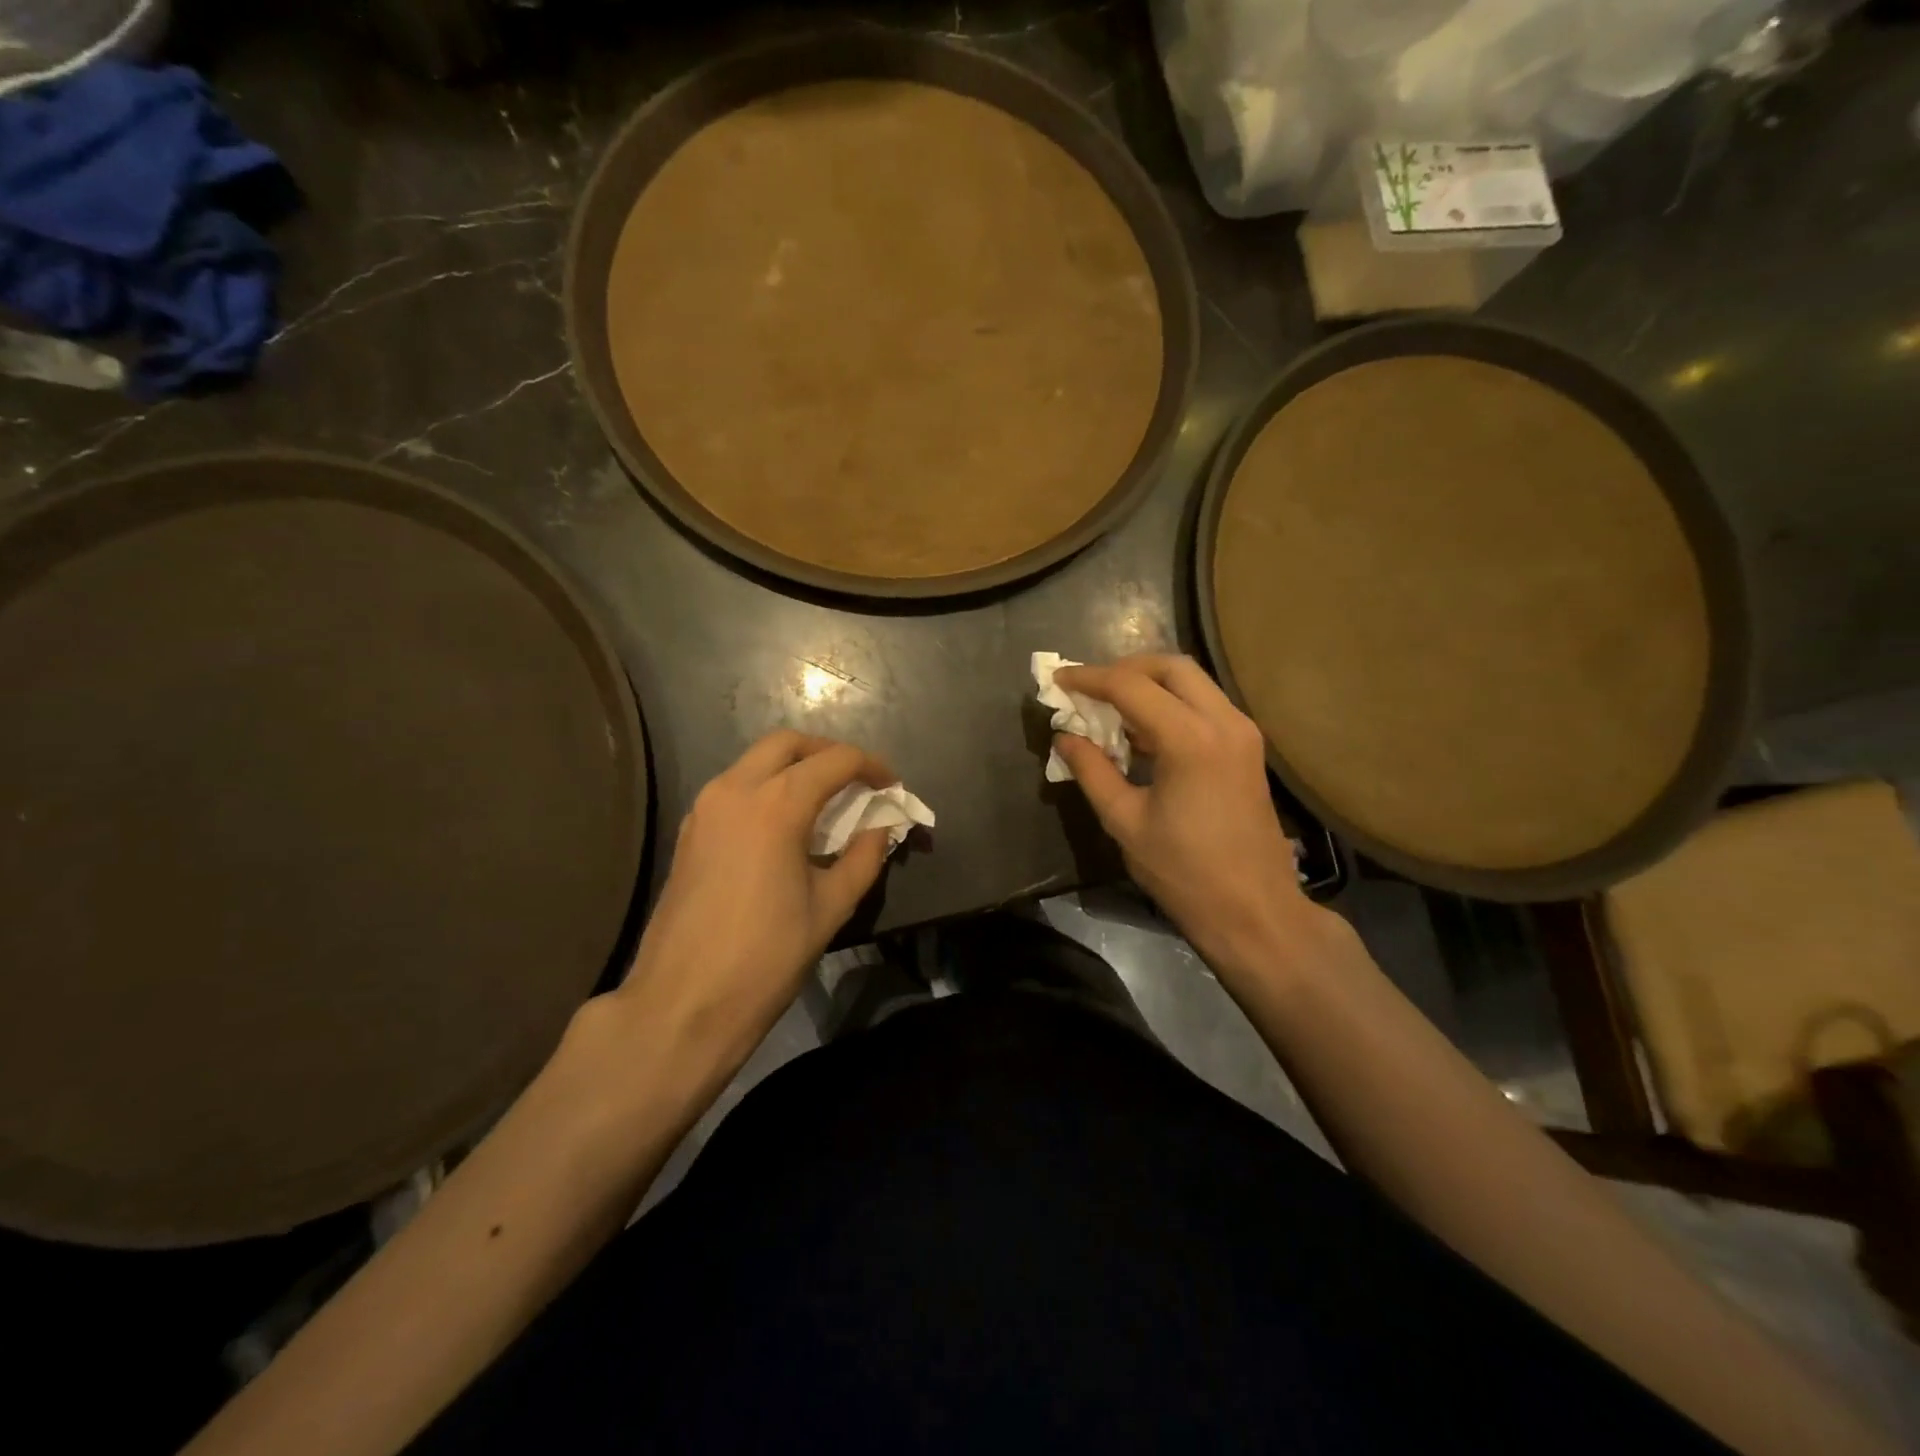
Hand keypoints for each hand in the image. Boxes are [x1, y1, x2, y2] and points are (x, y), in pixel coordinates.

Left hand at [613, 731, 894, 1077]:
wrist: (682, 1004)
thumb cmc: (765, 957)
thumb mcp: (830, 908)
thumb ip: (864, 858)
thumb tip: (880, 829)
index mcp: (776, 805)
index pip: (834, 761)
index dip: (871, 767)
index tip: (892, 787)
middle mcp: (735, 790)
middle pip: (788, 744)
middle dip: (828, 753)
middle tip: (857, 781)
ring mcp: (705, 808)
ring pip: (755, 762)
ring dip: (794, 768)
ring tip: (826, 802)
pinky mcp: (689, 831)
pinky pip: (735, 788)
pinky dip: (766, 788)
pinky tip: (785, 825)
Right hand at [1053, 655, 1333, 979]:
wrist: (1254, 910)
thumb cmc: (1184, 872)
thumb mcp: (1124, 821)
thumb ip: (1092, 771)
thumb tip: (1064, 736)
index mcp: (1190, 739)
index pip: (1131, 686)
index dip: (1089, 678)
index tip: (1059, 680)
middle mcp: (1224, 722)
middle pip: (1171, 666)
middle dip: (1125, 668)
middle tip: (1090, 689)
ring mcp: (1242, 733)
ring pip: (1192, 682)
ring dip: (1149, 685)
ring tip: (1110, 709)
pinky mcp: (1248, 748)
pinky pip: (1204, 705)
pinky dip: (1171, 705)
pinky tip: (1142, 732)